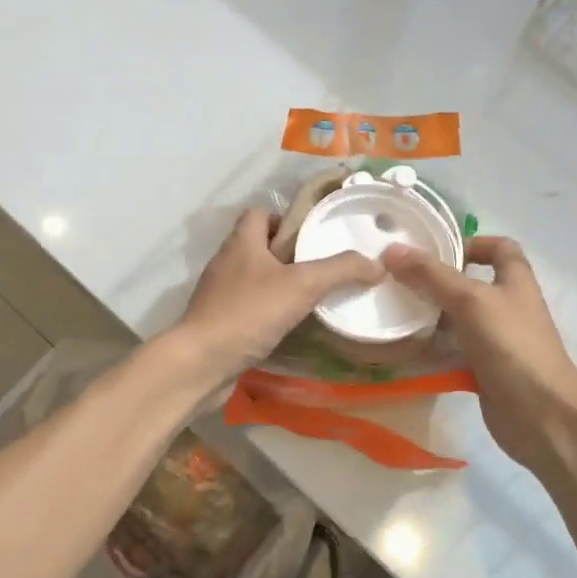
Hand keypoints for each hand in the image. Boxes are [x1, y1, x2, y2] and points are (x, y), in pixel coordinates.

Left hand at [175, 209, 384, 382]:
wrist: (200, 363)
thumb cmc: (248, 312)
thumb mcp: (302, 285)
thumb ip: (340, 270)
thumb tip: (376, 264)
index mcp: (242, 242)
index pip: (259, 213)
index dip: (285, 219)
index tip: (310, 238)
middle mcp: (227, 262)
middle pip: (259, 245)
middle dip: (288, 255)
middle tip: (318, 270)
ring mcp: (219, 293)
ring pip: (253, 278)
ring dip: (278, 285)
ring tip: (309, 299)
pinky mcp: (217, 321)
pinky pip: (247, 307)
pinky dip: (266, 312)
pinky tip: (287, 327)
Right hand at [383, 236, 576, 479]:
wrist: (543, 417)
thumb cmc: (513, 346)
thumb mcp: (471, 301)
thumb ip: (432, 276)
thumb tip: (392, 250)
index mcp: (515, 280)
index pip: (499, 247)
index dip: (471, 242)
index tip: (435, 249)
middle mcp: (507, 305)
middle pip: (470, 283)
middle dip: (437, 280)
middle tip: (398, 280)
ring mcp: (496, 340)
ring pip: (458, 319)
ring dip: (430, 316)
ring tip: (392, 311)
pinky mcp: (484, 369)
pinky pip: (454, 352)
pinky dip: (432, 349)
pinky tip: (403, 348)